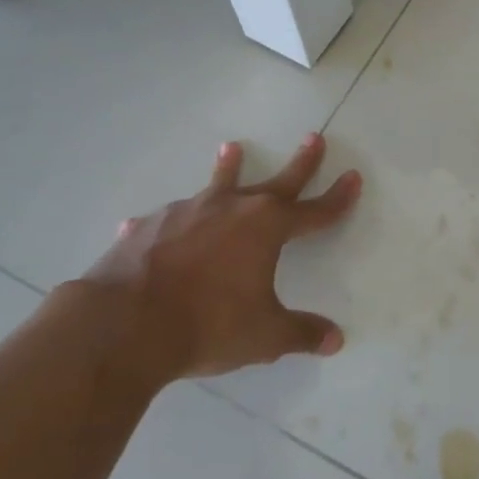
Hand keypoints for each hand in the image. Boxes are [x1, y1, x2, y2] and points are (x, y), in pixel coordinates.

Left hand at [61, 133, 360, 393]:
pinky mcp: (150, 227)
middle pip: (275, 181)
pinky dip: (168, 221)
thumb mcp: (264, 335)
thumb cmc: (208, 326)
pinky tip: (147, 225)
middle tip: (314, 137)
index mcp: (266, 228)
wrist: (125, 324)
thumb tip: (335, 340)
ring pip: (217, 184)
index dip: (337, 198)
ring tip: (232, 147)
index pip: (314, 210)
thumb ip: (301, 333)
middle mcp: (231, 209)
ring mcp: (188, 213)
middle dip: (300, 162)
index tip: (353, 177)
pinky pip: (165, 219)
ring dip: (228, 167)